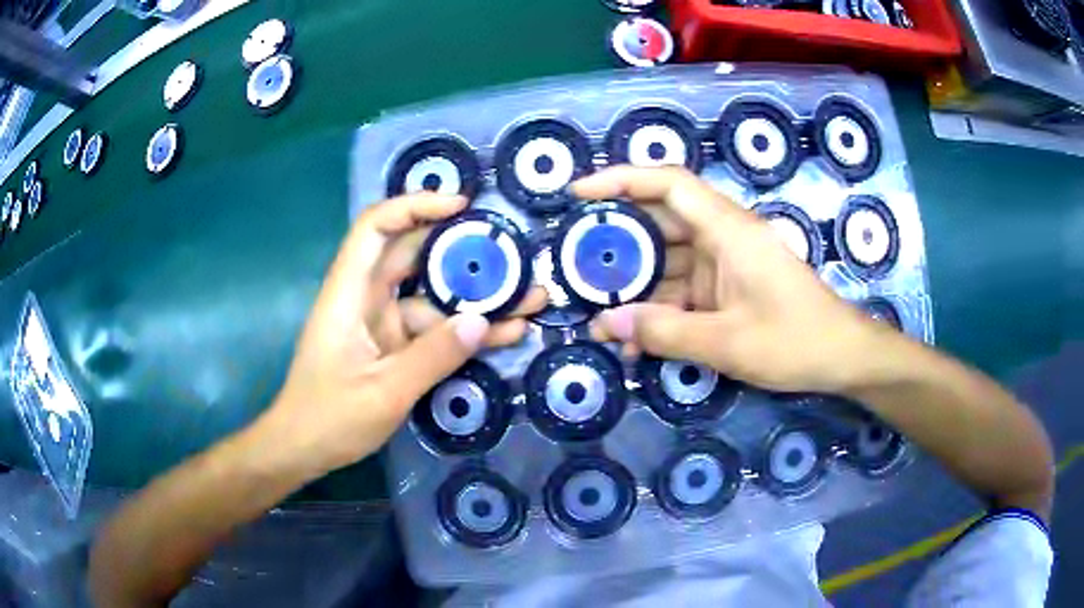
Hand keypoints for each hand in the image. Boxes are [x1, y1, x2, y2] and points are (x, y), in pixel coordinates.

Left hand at [263, 193, 545, 475]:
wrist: (304, 449)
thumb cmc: (329, 418)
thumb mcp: (384, 391)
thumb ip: (433, 356)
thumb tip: (483, 321)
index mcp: (349, 293)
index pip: (376, 228)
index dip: (415, 206)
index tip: (461, 207)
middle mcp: (366, 299)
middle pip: (414, 256)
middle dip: (464, 251)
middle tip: (514, 252)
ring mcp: (382, 324)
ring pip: (433, 298)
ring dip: (477, 299)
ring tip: (531, 298)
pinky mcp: (394, 348)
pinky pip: (434, 331)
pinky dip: (465, 332)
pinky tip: (506, 333)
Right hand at [575, 166, 891, 393]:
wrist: (842, 358)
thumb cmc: (795, 341)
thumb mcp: (727, 343)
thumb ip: (664, 332)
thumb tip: (605, 325)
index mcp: (729, 230)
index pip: (668, 184)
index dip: (620, 179)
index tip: (579, 194)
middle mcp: (724, 237)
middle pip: (660, 223)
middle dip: (618, 244)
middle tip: (576, 267)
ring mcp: (727, 264)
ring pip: (669, 261)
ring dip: (637, 287)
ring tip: (598, 315)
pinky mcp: (729, 289)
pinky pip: (685, 290)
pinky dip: (660, 310)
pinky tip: (636, 338)